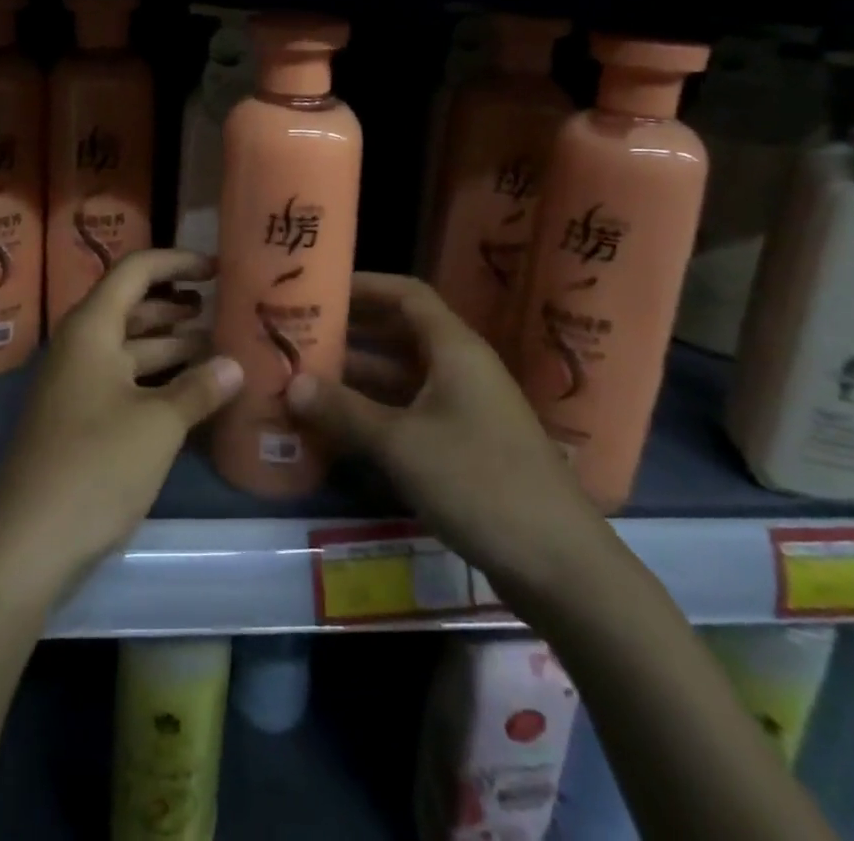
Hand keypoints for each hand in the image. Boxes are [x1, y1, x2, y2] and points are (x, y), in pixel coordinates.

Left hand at [0, 249, 243, 599]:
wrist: (28, 542)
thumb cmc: (95, 466)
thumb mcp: (158, 425)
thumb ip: (199, 389)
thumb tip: (235, 365)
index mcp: (92, 328)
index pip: (135, 270)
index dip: (177, 262)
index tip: (217, 269)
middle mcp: (81, 345)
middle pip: (133, 306)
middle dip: (178, 304)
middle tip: (224, 308)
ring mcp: (78, 383)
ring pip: (131, 346)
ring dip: (172, 343)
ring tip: (219, 345)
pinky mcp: (80, 417)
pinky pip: (125, 380)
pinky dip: (159, 378)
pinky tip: (194, 391)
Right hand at [287, 273, 606, 600]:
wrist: (562, 567)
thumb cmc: (479, 482)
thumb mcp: (401, 444)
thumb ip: (344, 410)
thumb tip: (291, 383)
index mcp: (455, 349)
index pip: (407, 295)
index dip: (365, 286)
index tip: (321, 288)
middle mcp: (462, 369)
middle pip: (401, 334)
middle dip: (352, 333)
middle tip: (301, 336)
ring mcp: (467, 410)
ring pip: (403, 378)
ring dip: (359, 377)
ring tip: (306, 379)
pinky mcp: (467, 447)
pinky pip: (412, 413)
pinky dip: (377, 413)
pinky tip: (339, 428)